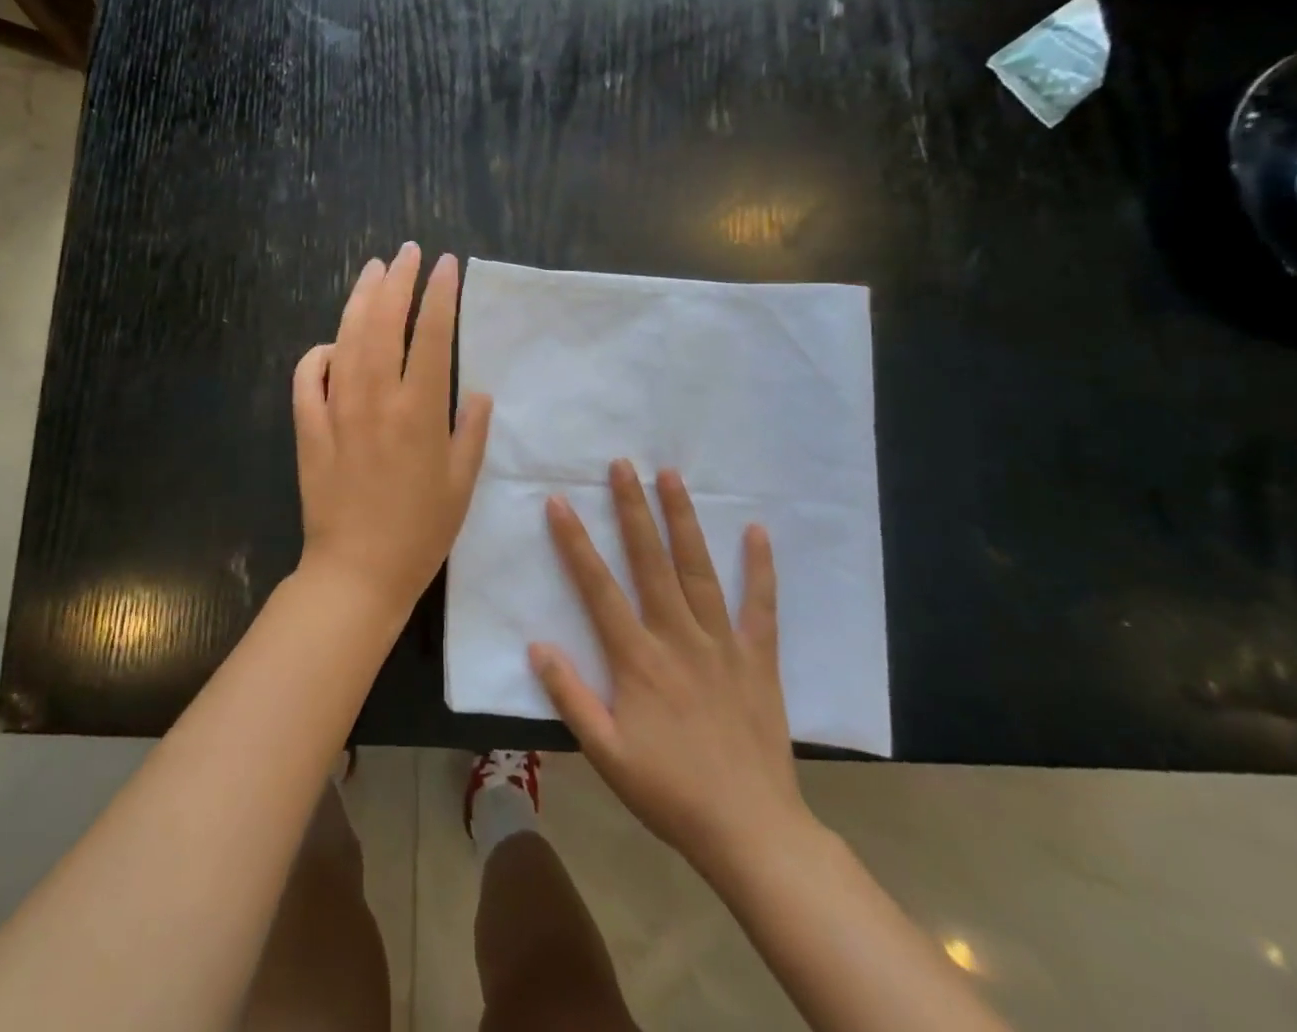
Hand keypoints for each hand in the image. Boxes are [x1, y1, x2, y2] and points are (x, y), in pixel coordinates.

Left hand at [293, 245, 493, 623]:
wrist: (357, 572)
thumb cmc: (420, 532)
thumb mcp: (462, 484)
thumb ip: (472, 431)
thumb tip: (476, 391)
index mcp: (420, 411)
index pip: (433, 335)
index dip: (441, 295)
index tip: (447, 265)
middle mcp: (377, 399)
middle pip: (384, 323)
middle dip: (397, 281)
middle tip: (406, 253)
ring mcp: (337, 410)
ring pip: (346, 339)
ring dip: (359, 300)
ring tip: (372, 271)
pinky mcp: (309, 428)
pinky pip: (307, 378)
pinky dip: (317, 354)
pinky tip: (329, 344)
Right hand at [530, 462, 813, 883]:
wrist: (751, 832)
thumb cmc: (669, 791)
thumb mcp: (605, 753)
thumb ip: (569, 696)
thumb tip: (537, 644)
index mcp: (638, 659)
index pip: (598, 588)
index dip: (575, 542)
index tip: (559, 502)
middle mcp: (678, 638)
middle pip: (650, 562)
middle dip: (633, 509)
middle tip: (622, 464)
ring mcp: (722, 644)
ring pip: (699, 570)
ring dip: (683, 520)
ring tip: (672, 476)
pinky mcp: (758, 658)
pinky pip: (760, 606)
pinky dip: (760, 568)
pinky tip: (756, 530)